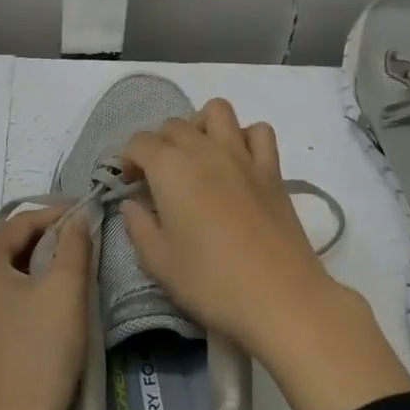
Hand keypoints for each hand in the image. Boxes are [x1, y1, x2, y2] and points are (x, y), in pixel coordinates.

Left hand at [0, 205, 90, 409]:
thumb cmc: (38, 358)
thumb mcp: (66, 293)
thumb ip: (74, 245)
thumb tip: (77, 218)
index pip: (22, 222)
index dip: (58, 216)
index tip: (88, 217)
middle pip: (7, 247)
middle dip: (45, 243)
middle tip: (82, 249)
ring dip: (31, 271)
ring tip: (66, 278)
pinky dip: (16, 297)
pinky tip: (41, 312)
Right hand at [122, 98, 409, 409]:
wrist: (281, 297)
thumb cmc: (211, 281)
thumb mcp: (159, 262)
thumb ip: (138, 226)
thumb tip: (133, 204)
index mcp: (170, 167)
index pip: (139, 142)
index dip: (128, 159)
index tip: (131, 184)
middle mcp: (204, 149)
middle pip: (174, 124)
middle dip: (159, 144)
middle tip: (159, 179)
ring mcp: (242, 155)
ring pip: (217, 111)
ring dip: (202, 125)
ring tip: (198, 156)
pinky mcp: (272, 169)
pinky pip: (258, 133)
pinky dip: (245, 137)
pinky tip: (239, 163)